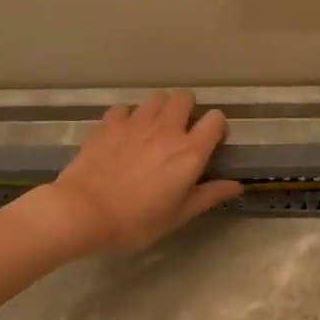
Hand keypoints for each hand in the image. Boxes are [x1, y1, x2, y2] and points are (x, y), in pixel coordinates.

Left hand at [32, 92, 242, 256]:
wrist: (82, 211)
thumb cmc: (135, 221)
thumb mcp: (177, 216)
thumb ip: (208, 196)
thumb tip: (237, 185)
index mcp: (189, 152)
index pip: (216, 119)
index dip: (217, 127)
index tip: (210, 142)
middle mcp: (166, 129)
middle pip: (185, 97)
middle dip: (188, 110)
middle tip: (180, 132)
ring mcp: (135, 122)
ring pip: (157, 98)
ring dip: (160, 109)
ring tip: (153, 131)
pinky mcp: (109, 123)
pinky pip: (125, 108)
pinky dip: (129, 116)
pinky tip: (124, 133)